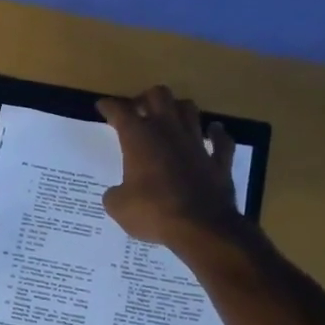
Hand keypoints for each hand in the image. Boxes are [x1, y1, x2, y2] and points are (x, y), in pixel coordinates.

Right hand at [96, 85, 242, 248]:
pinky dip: (216, 134)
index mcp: (139, 139)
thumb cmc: (153, 212)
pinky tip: (212, 132)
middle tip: (138, 111)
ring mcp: (197, 143)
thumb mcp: (118, 207)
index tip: (103, 106)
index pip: (121, 111)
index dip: (109, 106)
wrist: (201, 228)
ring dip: (178, 109)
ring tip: (171, 118)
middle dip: (146, 98)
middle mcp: (169, 132)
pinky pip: (221, 140)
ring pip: (189, 109)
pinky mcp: (219, 161)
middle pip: (159, 96)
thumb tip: (116, 193)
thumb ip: (114, 195)